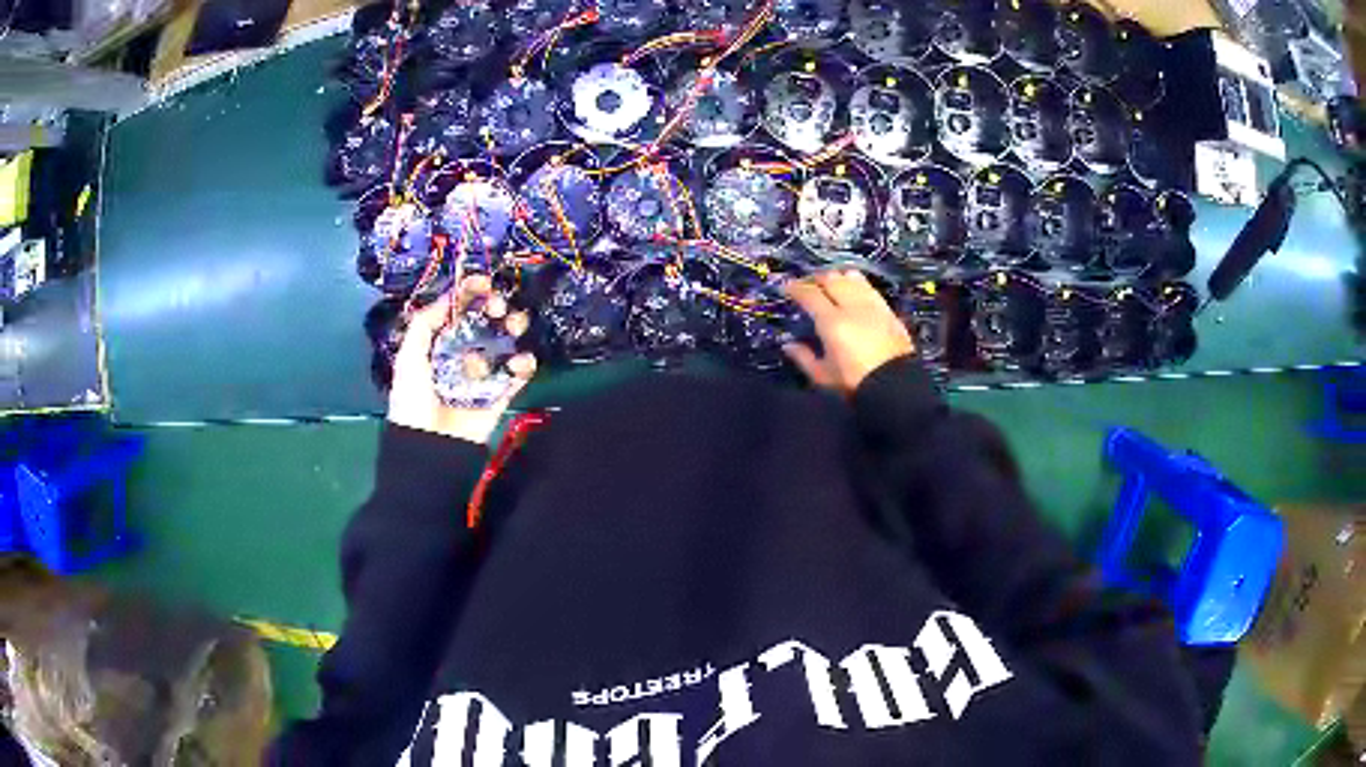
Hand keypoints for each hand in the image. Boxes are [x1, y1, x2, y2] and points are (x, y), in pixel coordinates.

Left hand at [388, 275, 536, 443]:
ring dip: (512, 330)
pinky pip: (516, 376)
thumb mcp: (409, 357)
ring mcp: (482, 376)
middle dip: (494, 309)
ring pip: (503, 345)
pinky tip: (521, 359)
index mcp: (438, 345)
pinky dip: (523, 365)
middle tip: (498, 306)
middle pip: (484, 324)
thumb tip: (449, 296)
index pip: (457, 312)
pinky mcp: (499, 396)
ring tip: (515, 326)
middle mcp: (461, 355)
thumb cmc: (413, 400)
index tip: (483, 281)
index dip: (469, 294)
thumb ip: (425, 323)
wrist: (429, 448)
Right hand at [782, 270, 914, 394]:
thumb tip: (788, 345)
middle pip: (831, 278)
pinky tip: (854, 290)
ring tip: (831, 284)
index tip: (786, 287)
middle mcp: (851, 306)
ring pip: (851, 277)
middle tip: (808, 285)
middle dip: (816, 278)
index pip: (809, 294)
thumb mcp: (823, 376)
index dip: (795, 288)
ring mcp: (872, 305)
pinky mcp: (887, 309)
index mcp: (831, 321)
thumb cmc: (854, 382)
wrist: (895, 386)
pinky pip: (869, 287)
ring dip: (837, 277)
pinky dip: (857, 284)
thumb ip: (803, 357)